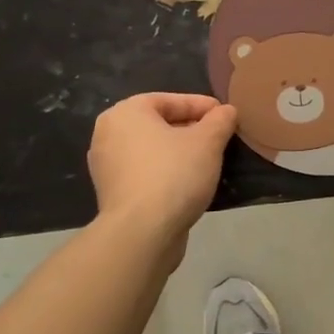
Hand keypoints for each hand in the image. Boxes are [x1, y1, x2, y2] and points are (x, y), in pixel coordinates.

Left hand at [87, 93, 237, 246]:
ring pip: (152, 149)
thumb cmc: (174, 174)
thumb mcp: (208, 141)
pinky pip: (145, 172)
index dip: (202, 106)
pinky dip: (167, 172)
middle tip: (219, 137)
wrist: (141, 233)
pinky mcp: (113, 194)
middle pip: (159, 124)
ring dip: (180, 152)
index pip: (170, 100)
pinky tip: (190, 182)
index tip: (226, 115)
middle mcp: (108, 134)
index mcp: (126, 113)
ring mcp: (107, 166)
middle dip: (191, 129)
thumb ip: (220, 120)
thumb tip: (227, 111)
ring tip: (208, 160)